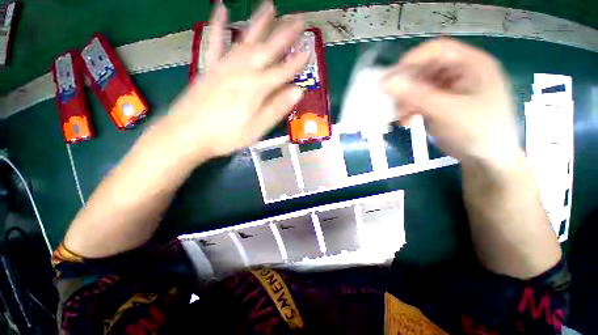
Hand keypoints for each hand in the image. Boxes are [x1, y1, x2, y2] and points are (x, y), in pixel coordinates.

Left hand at [157, 2, 307, 160]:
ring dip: (259, 23)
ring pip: (245, 40)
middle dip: (284, 34)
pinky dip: (217, 25)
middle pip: (267, 49)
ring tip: (270, 6)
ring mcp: (223, 66)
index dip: (296, 63)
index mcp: (255, 88)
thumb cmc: (225, 136)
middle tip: (298, 19)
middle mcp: (241, 71)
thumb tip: (297, 92)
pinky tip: (221, 9)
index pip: (282, 72)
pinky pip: (214, 42)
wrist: (186, 135)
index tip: (308, 51)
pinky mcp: (208, 68)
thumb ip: (276, 109)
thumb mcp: (256, 129)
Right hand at [380, 38, 520, 167]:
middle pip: (425, 69)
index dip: (412, 60)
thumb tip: (385, 83)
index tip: (389, 78)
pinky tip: (406, 122)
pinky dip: (410, 109)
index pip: (437, 50)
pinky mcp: (443, 103)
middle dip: (406, 86)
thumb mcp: (446, 111)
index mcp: (472, 64)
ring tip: (400, 117)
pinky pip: (420, 100)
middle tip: (390, 101)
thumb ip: (415, 95)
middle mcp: (461, 72)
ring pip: (419, 86)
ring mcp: (451, 89)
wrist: (488, 159)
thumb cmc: (477, 131)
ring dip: (406, 101)